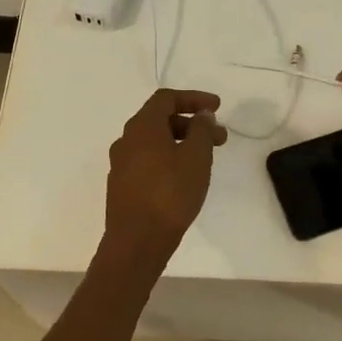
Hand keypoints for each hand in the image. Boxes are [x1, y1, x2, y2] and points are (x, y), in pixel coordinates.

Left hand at [103, 88, 227, 261]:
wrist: (137, 242)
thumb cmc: (170, 194)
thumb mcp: (196, 157)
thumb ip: (202, 130)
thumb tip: (201, 115)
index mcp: (142, 127)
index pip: (166, 98)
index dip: (194, 98)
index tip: (217, 108)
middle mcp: (126, 140)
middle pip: (160, 119)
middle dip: (192, 124)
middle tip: (219, 138)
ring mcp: (121, 164)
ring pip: (155, 142)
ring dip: (182, 142)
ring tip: (206, 159)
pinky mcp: (123, 186)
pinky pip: (148, 161)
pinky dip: (169, 158)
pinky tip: (185, 177)